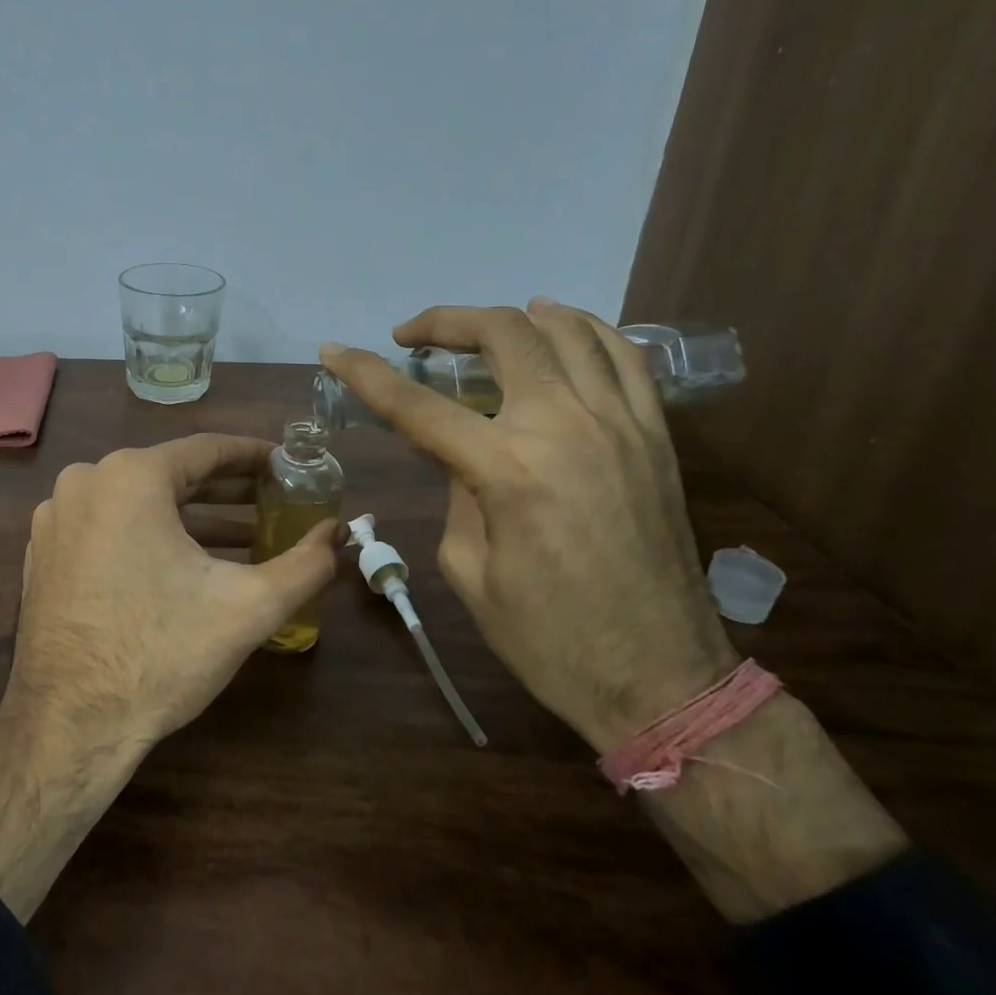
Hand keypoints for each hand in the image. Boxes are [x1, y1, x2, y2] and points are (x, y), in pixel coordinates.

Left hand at [0, 434, 338, 920]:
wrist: (70, 725)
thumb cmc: (161, 654)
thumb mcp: (248, 607)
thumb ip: (305, 564)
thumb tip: (341, 533)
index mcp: (131, 477)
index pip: (207, 450)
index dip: (254, 457)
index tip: (288, 466)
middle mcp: (86, 482)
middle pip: (172, 475)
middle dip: (228, 491)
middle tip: (274, 502)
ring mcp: (56, 517)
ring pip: (139, 503)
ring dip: (192, 518)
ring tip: (244, 538)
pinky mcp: (43, 551)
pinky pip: (108, 526)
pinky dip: (149, 536)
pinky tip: (185, 566)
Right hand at [320, 299, 736, 751]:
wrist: (661, 678)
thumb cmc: (548, 638)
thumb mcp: (469, 570)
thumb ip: (457, 492)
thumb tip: (459, 451)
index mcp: (506, 470)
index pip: (417, 404)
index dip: (365, 372)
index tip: (334, 351)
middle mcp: (565, 427)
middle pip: (501, 335)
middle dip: (444, 322)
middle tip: (411, 337)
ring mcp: (620, 424)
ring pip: (566, 330)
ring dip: (513, 316)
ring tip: (480, 328)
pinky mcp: (656, 436)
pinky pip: (626, 357)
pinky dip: (585, 329)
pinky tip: (559, 329)